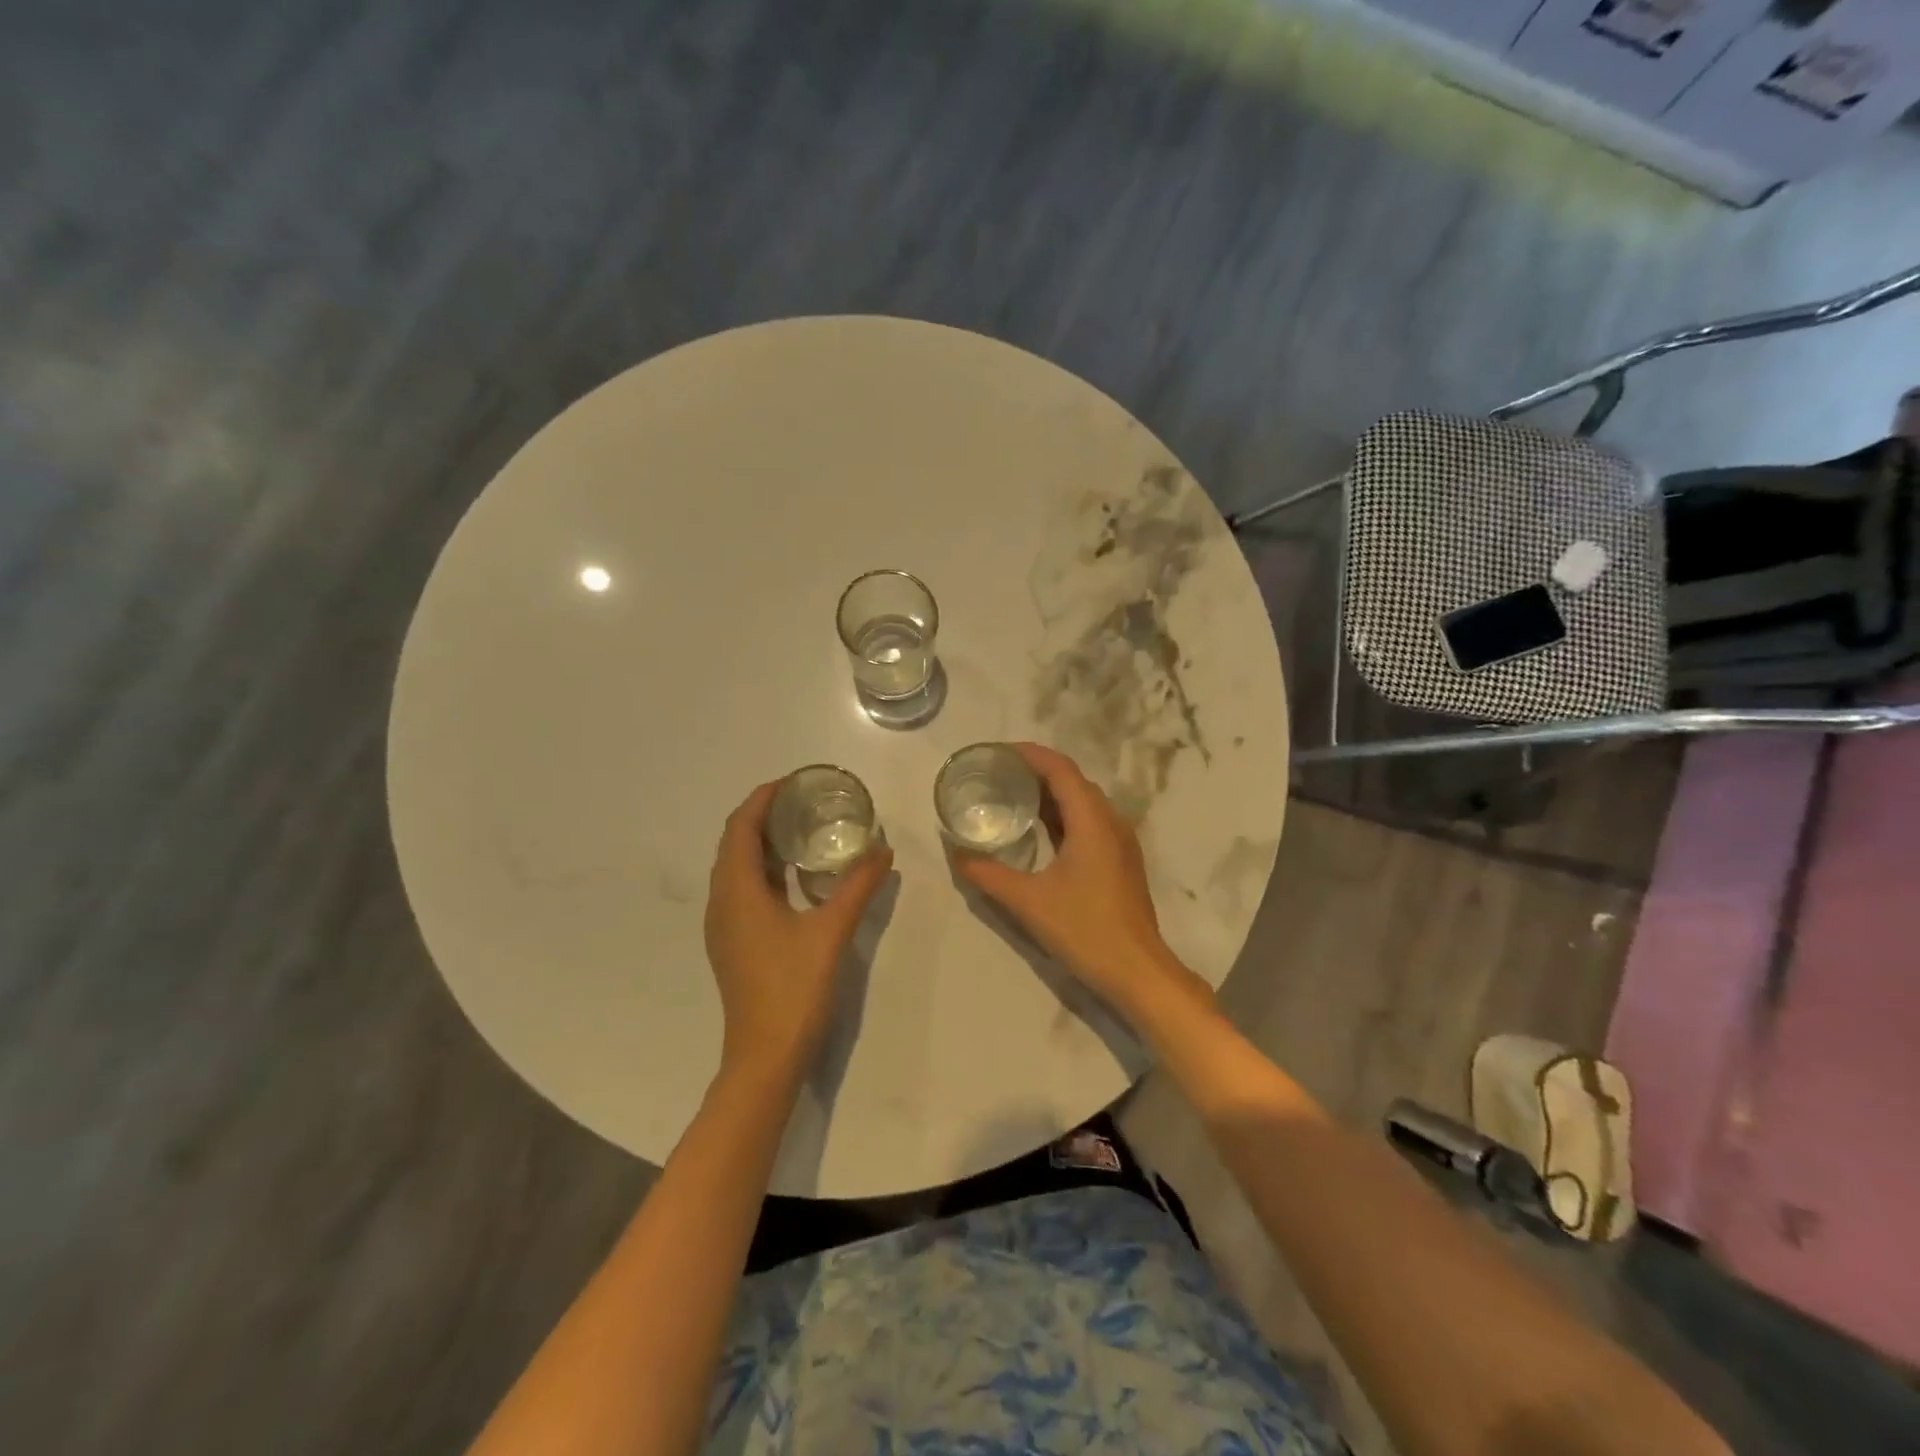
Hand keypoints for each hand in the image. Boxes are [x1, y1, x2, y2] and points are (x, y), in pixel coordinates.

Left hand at [704, 781, 893, 1084]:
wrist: (765, 1057)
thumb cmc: (793, 989)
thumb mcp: (832, 931)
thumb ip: (858, 886)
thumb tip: (883, 850)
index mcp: (737, 892)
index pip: (740, 827)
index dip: (762, 799)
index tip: (793, 781)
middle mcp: (722, 903)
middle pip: (734, 844)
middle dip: (763, 817)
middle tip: (804, 801)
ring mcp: (724, 926)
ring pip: (736, 869)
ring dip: (762, 844)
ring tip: (802, 830)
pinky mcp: (734, 944)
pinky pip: (742, 890)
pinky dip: (764, 870)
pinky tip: (796, 877)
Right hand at [950, 743, 1199, 1020]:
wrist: (1138, 971)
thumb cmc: (1085, 930)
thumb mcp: (1028, 902)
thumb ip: (988, 874)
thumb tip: (956, 854)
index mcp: (1092, 822)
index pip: (1061, 770)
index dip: (1031, 754)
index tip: (998, 752)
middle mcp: (1111, 822)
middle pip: (1073, 781)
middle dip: (1037, 771)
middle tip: (999, 774)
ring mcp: (1120, 842)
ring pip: (1084, 802)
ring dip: (1052, 793)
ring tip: (1014, 796)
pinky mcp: (1121, 860)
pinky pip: (1090, 822)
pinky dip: (1064, 815)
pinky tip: (1041, 831)